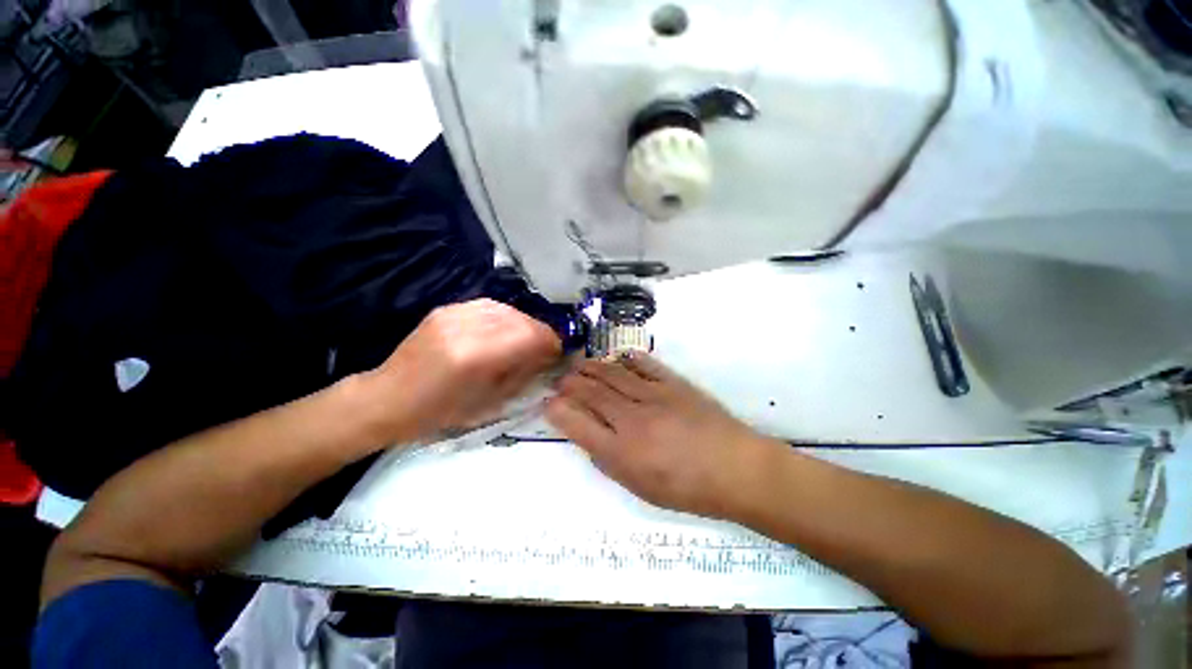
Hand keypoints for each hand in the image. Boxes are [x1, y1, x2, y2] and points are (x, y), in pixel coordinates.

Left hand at [365, 299, 560, 443]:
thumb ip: (523, 374)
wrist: (387, 398)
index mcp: (476, 355)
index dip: (551, 343)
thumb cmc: (439, 412)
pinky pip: (488, 307)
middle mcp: (466, 326)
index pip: (531, 335)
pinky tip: (502, 333)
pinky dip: (504, 319)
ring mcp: (454, 313)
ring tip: (524, 342)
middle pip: (521, 319)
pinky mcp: (446, 309)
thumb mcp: (489, 402)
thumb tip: (548, 357)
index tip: (557, 355)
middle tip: (543, 351)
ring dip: (523, 325)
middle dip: (540, 334)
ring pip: (507, 310)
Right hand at [546, 354, 781, 518]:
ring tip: (580, 364)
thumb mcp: (641, 488)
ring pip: (613, 374)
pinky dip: (627, 359)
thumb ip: (610, 461)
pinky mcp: (673, 383)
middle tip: (561, 379)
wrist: (736, 468)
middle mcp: (632, 419)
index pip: (577, 424)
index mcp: (621, 452)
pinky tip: (618, 357)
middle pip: (592, 393)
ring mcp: (653, 396)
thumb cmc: (687, 488)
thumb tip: (590, 437)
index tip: (548, 403)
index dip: (558, 411)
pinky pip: (644, 365)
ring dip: (592, 367)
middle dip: (571, 383)